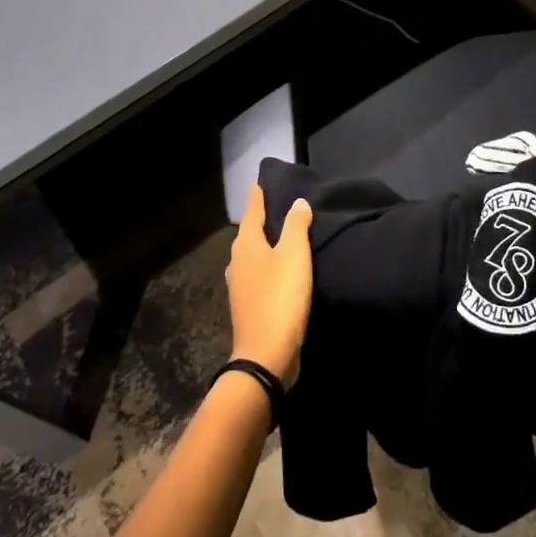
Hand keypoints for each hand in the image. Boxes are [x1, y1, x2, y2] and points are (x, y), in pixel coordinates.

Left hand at [224, 185, 313, 385]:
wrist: (266, 355)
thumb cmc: (280, 298)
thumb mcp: (294, 256)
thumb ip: (296, 226)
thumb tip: (297, 202)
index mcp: (247, 245)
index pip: (252, 211)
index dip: (258, 196)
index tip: (260, 182)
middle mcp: (237, 262)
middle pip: (249, 233)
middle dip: (260, 219)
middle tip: (276, 205)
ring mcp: (240, 286)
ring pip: (252, 255)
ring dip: (264, 244)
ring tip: (280, 236)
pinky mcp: (248, 306)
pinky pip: (257, 275)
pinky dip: (267, 266)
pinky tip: (278, 270)